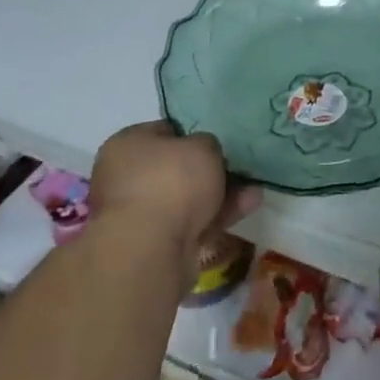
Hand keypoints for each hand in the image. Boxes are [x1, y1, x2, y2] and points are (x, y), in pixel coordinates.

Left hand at [88, 122, 260, 256]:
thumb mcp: (202, 146)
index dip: (193, 134)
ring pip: (186, 198)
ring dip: (220, 194)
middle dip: (210, 170)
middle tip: (239, 169)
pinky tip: (246, 208)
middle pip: (176, 168)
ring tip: (254, 191)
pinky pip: (190, 222)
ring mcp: (137, 212)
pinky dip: (216, 216)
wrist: (150, 247)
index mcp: (127, 145)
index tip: (218, 142)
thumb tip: (204, 153)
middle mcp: (125, 176)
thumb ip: (207, 144)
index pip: (163, 131)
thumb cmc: (171, 181)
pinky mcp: (152, 242)